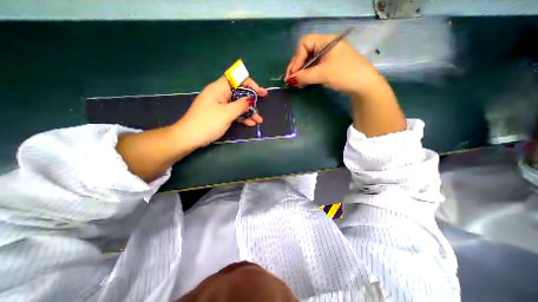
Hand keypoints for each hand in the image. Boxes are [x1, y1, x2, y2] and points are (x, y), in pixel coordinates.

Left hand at [174, 74, 267, 146]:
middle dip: (251, 97)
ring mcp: (219, 105)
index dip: (249, 82)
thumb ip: (241, 105)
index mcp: (219, 88)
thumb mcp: (227, 113)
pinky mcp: (218, 114)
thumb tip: (251, 99)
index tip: (259, 91)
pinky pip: (232, 112)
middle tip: (263, 100)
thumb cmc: (208, 123)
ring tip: (259, 120)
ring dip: (248, 111)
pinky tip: (250, 123)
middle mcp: (219, 94)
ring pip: (237, 104)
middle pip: (238, 91)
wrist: (189, 137)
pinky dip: (241, 116)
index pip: (236, 78)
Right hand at [283, 33, 383, 95]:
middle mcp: (325, 47)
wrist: (363, 85)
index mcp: (326, 41)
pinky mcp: (328, 67)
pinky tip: (302, 83)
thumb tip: (290, 80)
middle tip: (290, 80)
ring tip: (295, 84)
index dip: (297, 59)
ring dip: (300, 73)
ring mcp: (327, 58)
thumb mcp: (323, 74)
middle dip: (296, 67)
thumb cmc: (345, 74)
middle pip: (305, 53)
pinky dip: (306, 76)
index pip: (305, 44)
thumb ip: (304, 76)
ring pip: (308, 62)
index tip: (293, 74)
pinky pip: (313, 69)